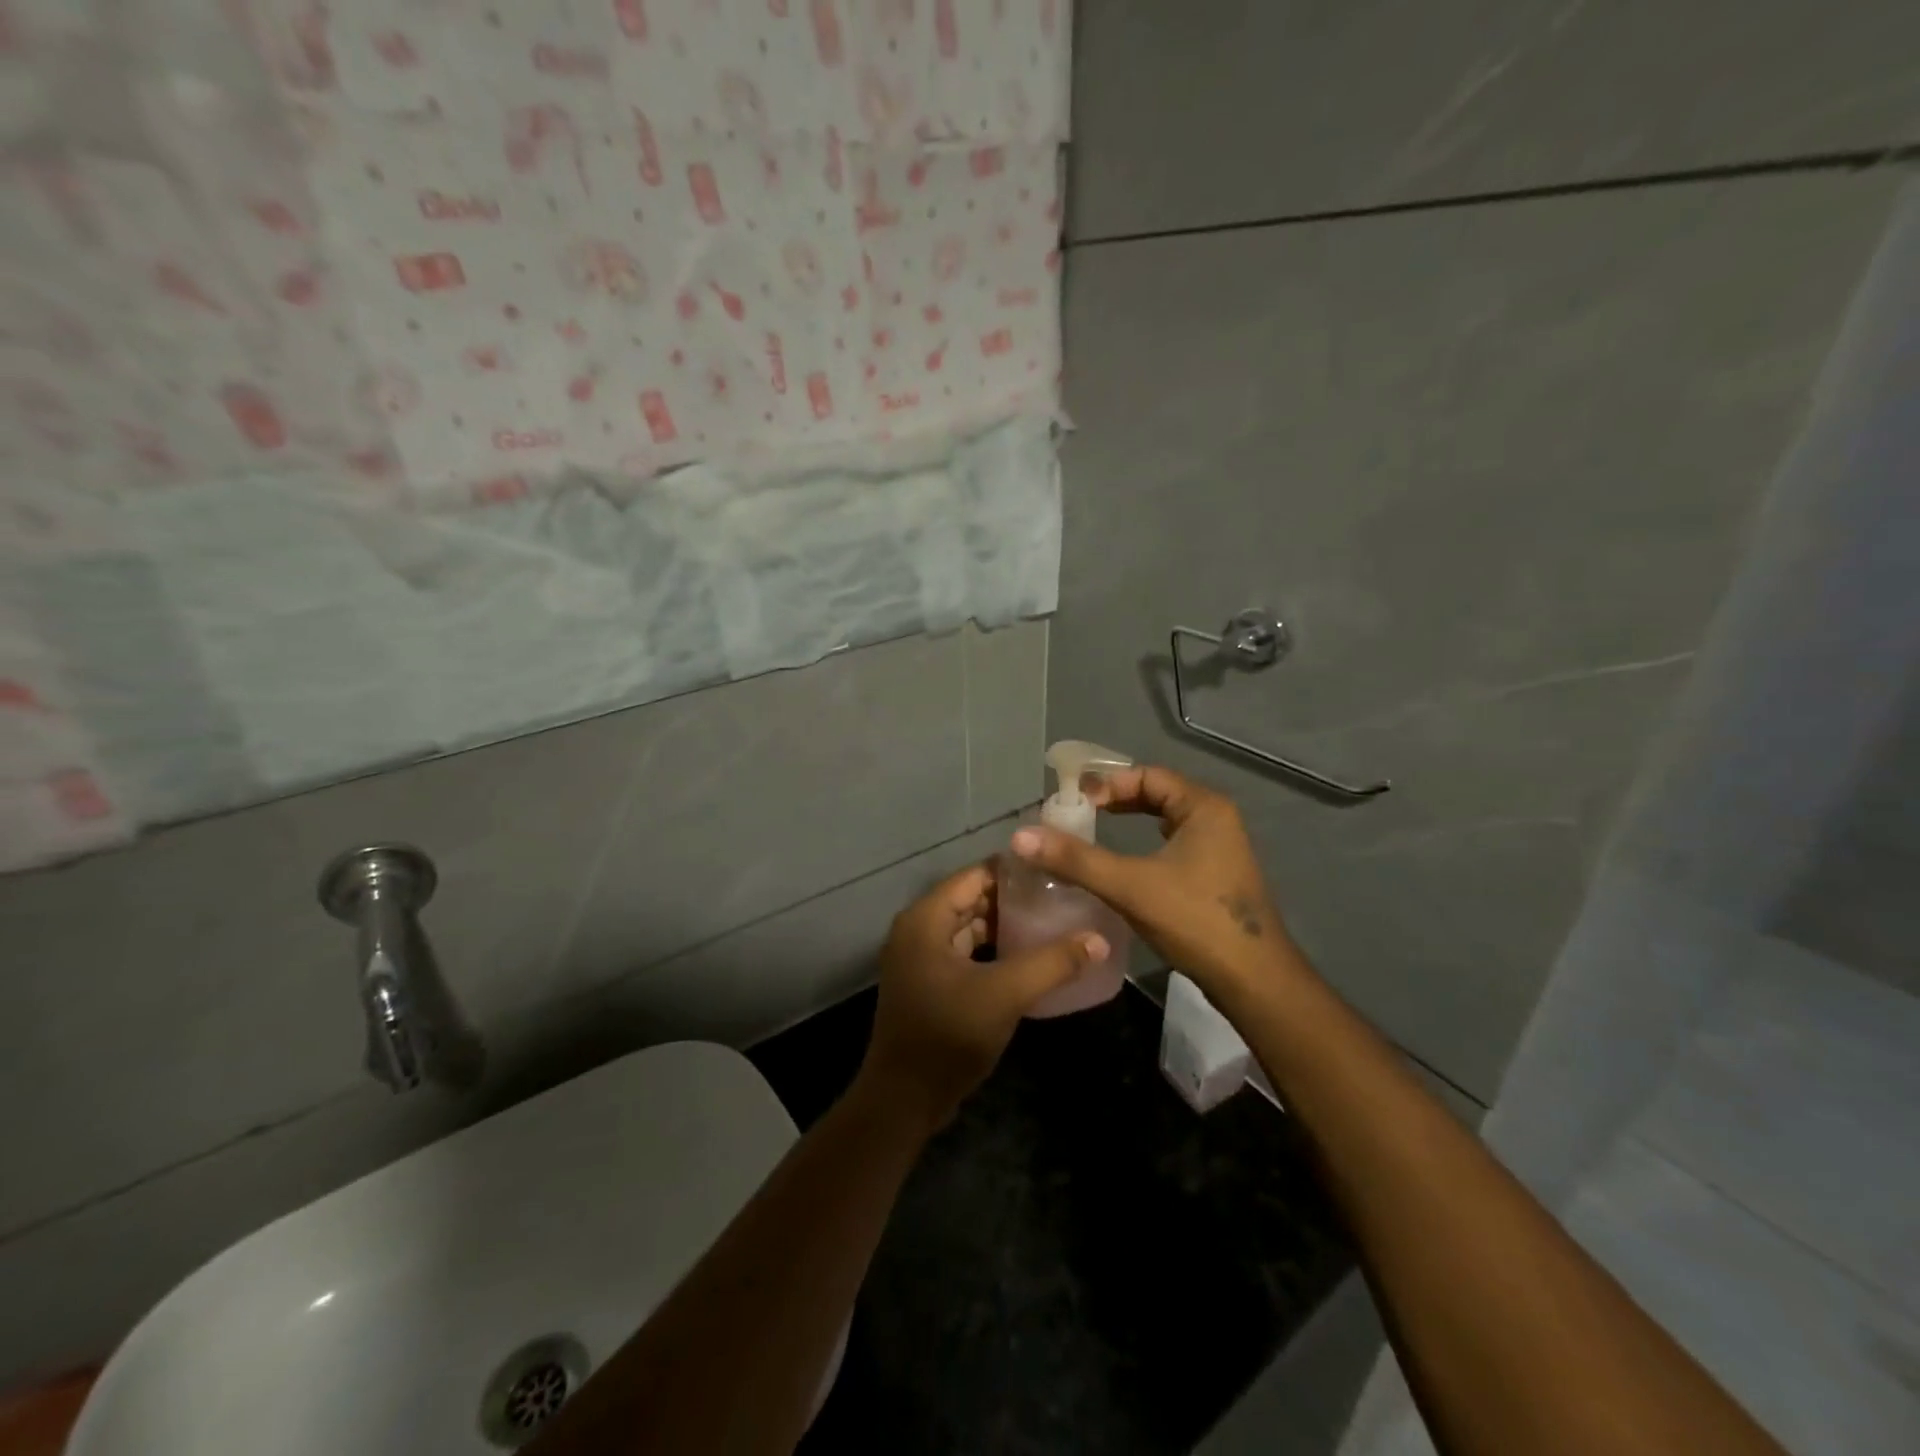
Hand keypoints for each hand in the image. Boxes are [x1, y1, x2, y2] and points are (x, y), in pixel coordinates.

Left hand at [858, 863, 1108, 1131]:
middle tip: (1060, 898)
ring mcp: (919, 958)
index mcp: (926, 918)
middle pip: (972, 899)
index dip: (1014, 872)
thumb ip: (1052, 962)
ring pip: (969, 928)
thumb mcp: (1005, 993)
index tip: (1055, 871)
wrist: (904, 1099)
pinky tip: (1027, 959)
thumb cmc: (949, 1034)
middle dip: (1013, 899)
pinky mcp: (927, 983)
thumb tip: (1098, 939)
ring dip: (1005, 927)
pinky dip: (993, 951)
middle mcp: (918, 929)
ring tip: (1051, 924)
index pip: (975, 876)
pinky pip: (964, 952)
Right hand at [1009, 765, 1290, 1000]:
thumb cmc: (1195, 920)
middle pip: (1157, 794)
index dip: (1108, 784)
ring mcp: (1220, 848)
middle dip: (1116, 800)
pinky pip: (1173, 843)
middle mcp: (1216, 819)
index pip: (1148, 776)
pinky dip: (1144, 844)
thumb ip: (1076, 860)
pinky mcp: (1216, 874)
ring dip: (1130, 821)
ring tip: (1093, 832)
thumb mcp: (1130, 886)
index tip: (1074, 804)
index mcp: (1204, 807)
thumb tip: (1021, 837)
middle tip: (1077, 815)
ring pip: (1165, 821)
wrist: (1253, 980)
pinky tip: (1125, 864)